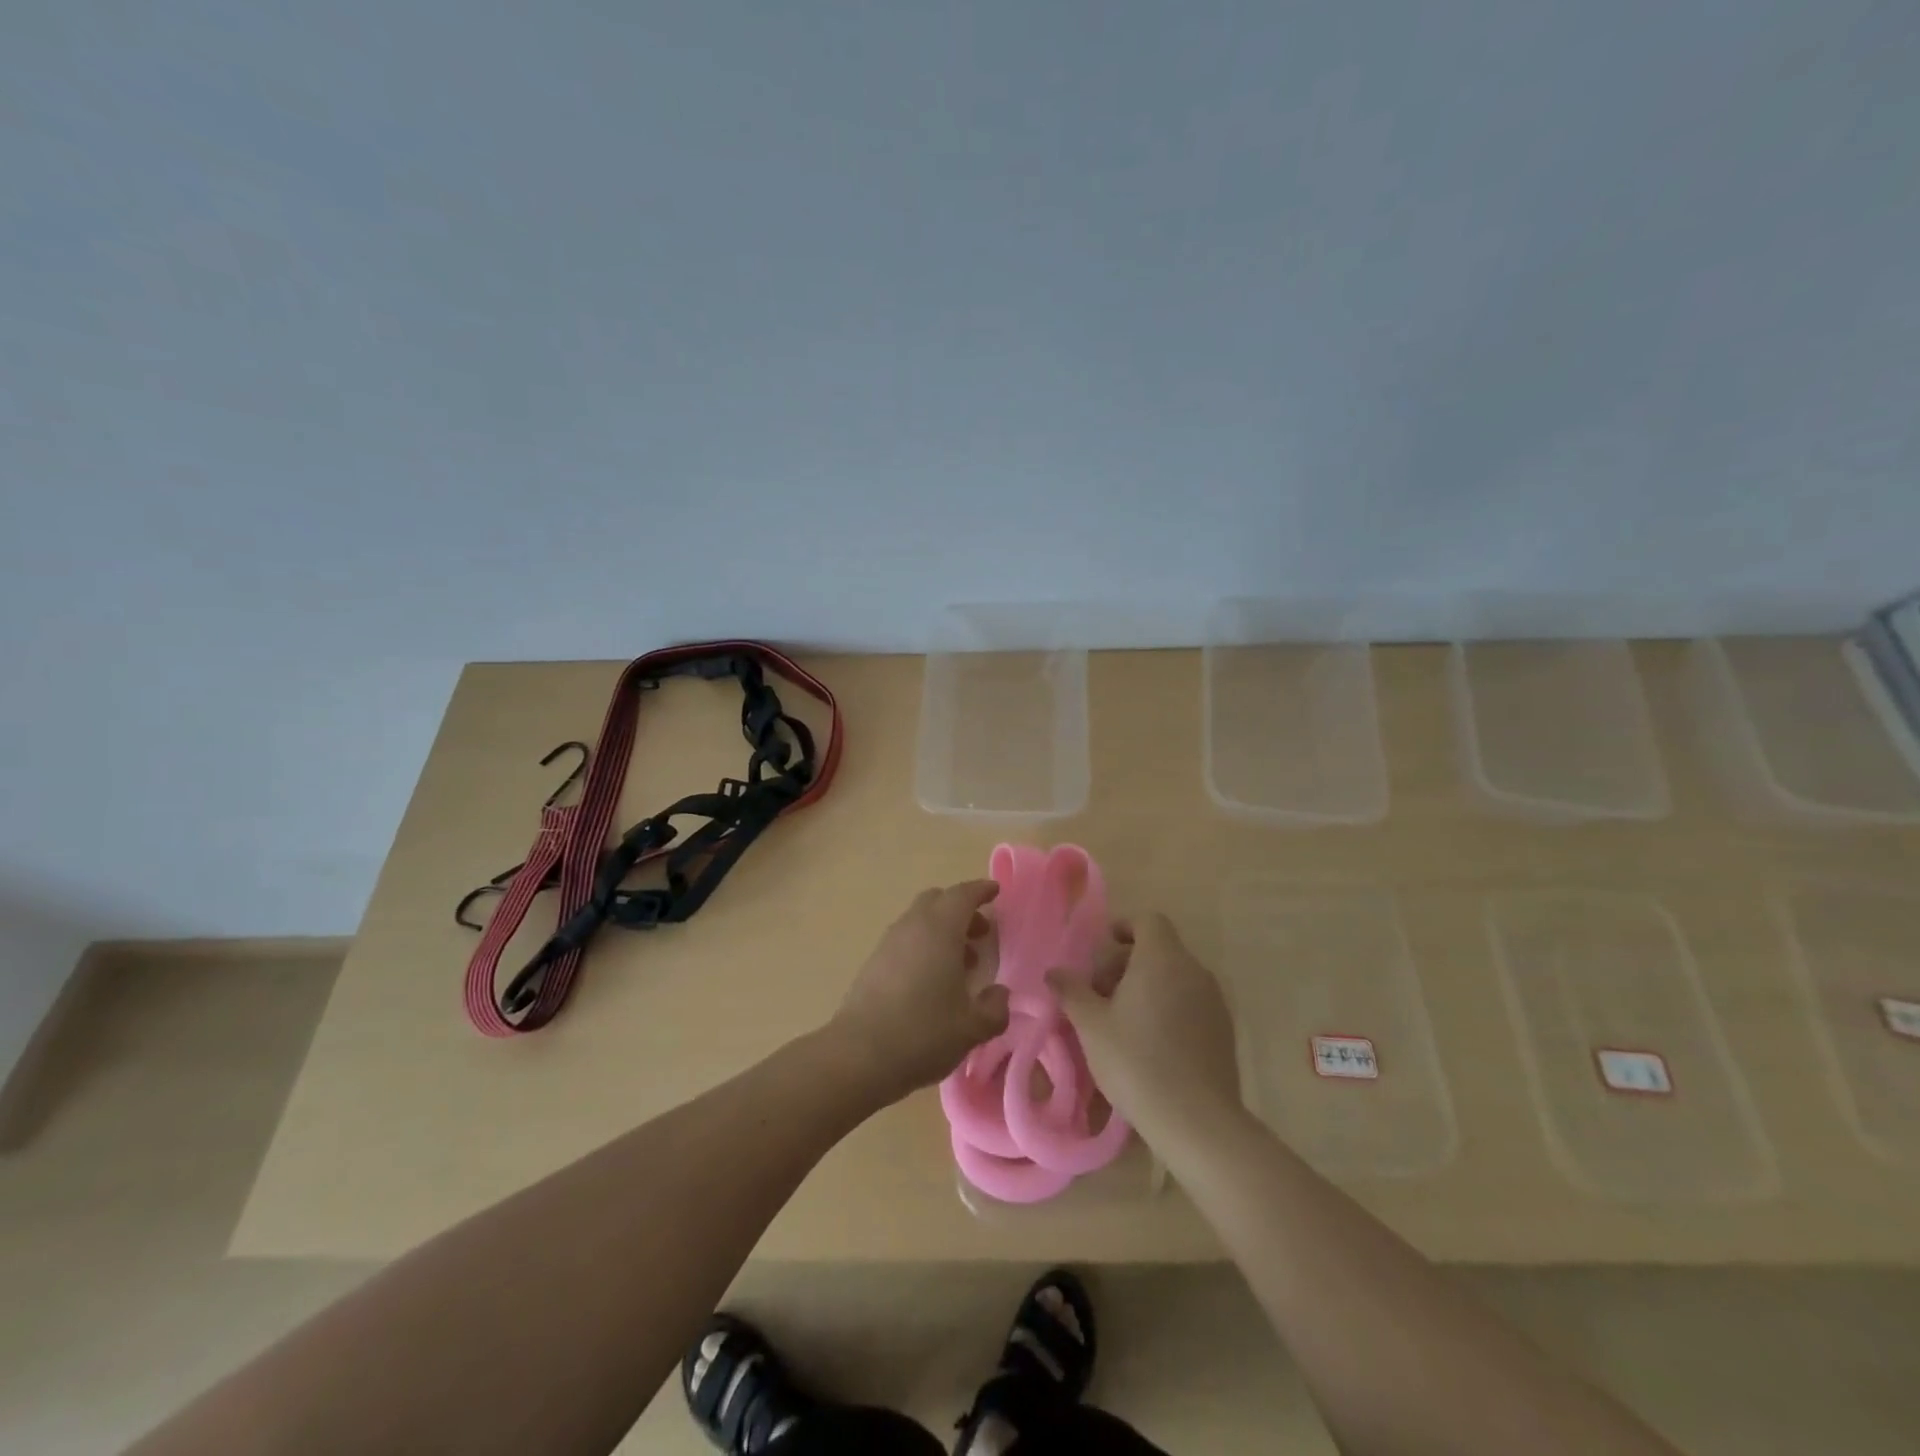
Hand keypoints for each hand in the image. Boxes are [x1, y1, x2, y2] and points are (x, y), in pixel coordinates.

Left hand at [828, 880, 1010, 1103]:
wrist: (859, 1055)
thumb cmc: (923, 1033)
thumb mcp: (972, 1027)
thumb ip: (994, 1008)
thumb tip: (999, 995)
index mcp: (940, 929)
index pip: (962, 895)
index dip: (981, 890)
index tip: (995, 892)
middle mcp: (912, 926)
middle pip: (937, 901)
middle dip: (961, 910)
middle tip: (980, 933)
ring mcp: (888, 943)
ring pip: (919, 921)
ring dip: (942, 931)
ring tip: (961, 963)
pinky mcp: (872, 964)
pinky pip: (904, 941)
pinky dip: (923, 947)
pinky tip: (932, 981)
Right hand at [1048, 912, 1239, 1132]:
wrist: (1198, 1120)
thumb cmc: (1136, 1062)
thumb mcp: (1091, 1026)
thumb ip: (1071, 991)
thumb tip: (1054, 973)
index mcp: (1162, 958)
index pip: (1148, 921)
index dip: (1124, 928)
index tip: (1102, 949)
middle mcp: (1193, 970)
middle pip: (1160, 949)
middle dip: (1127, 963)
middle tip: (1101, 994)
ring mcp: (1214, 1000)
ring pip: (1176, 977)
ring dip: (1148, 987)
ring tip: (1122, 1021)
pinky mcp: (1225, 1030)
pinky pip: (1191, 1002)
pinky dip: (1169, 1007)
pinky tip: (1151, 1043)